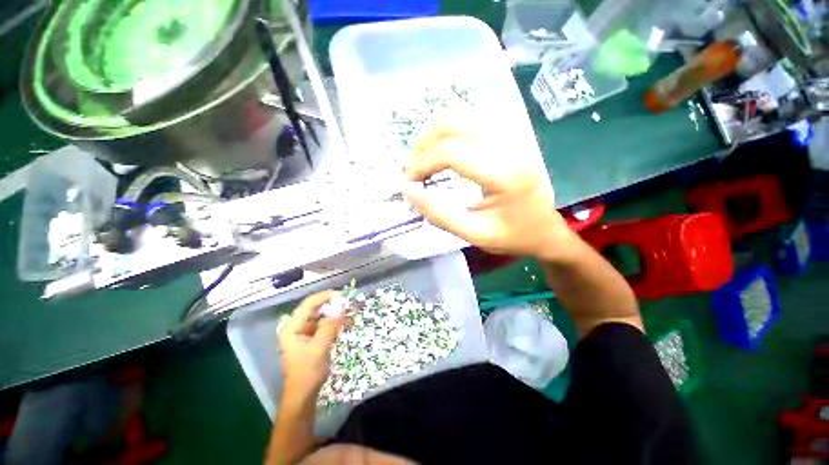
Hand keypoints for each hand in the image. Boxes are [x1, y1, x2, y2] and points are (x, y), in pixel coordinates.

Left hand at [279, 291, 345, 406]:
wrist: (304, 395)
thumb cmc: (308, 372)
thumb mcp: (319, 348)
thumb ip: (330, 326)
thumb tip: (342, 306)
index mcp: (293, 327)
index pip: (309, 304)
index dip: (325, 296)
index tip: (343, 296)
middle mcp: (298, 326)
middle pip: (316, 308)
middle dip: (332, 304)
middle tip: (349, 304)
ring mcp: (305, 332)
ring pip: (322, 315)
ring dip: (335, 313)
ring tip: (349, 312)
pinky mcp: (313, 338)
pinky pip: (325, 324)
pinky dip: (335, 322)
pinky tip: (346, 323)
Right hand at [403, 113, 576, 261]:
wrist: (546, 228)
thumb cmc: (512, 235)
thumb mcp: (474, 234)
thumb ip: (439, 213)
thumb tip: (407, 190)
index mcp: (506, 174)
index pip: (451, 151)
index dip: (421, 163)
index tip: (408, 182)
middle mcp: (513, 143)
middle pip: (453, 122)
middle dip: (424, 145)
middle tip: (416, 170)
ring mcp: (516, 131)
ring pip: (462, 112)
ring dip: (435, 133)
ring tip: (427, 158)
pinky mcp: (514, 130)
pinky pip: (474, 114)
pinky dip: (451, 126)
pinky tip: (446, 146)